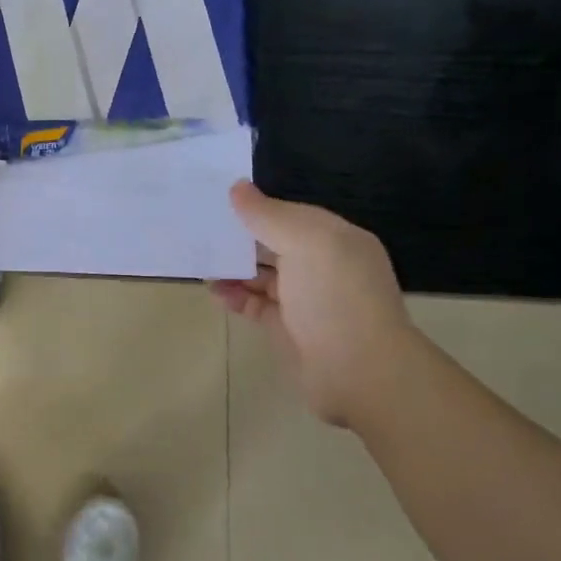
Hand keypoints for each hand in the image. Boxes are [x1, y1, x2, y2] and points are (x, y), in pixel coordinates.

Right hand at [210, 182, 421, 428]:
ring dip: (234, 268)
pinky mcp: (289, 330)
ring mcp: (306, 301)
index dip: (258, 207)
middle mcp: (323, 267)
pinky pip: (256, 306)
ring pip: (263, 276)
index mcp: (336, 240)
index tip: (217, 199)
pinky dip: (235, 297)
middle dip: (241, 237)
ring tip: (200, 259)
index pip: (291, 214)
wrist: (360, 373)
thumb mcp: (306, 243)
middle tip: (199, 228)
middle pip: (275, 244)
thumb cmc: (336, 298)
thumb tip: (237, 188)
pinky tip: (213, 291)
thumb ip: (269, 215)